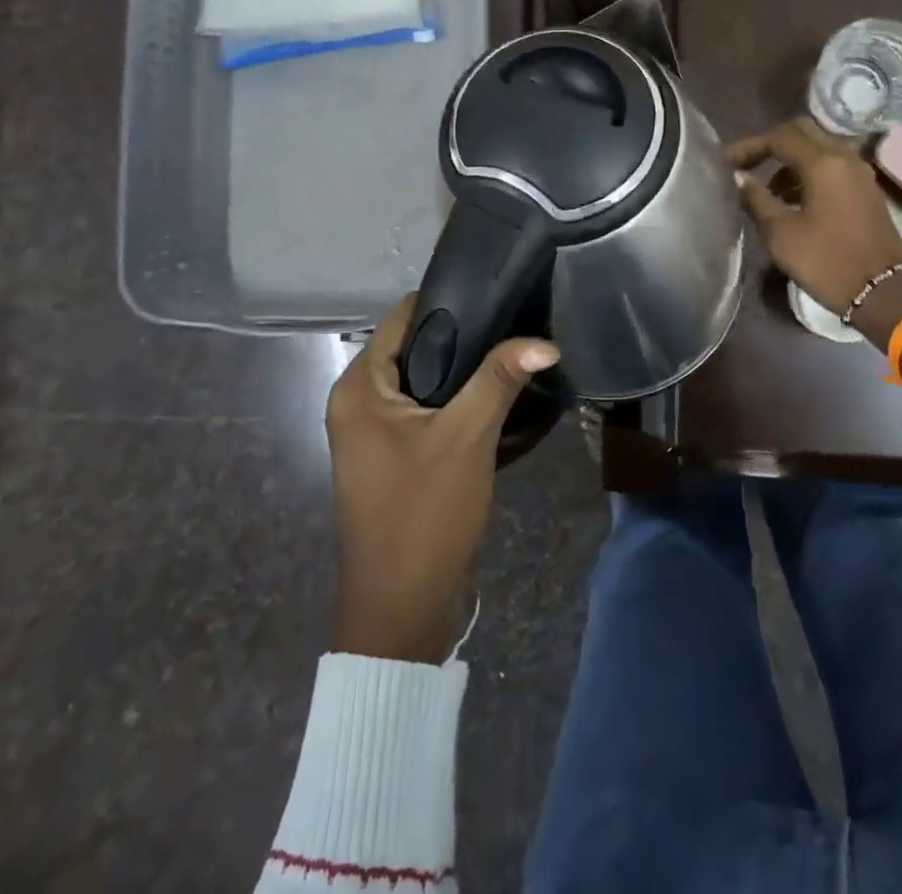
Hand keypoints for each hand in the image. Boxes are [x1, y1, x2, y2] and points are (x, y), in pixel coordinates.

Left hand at [325, 295, 559, 662]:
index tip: (497, 293)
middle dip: (462, 336)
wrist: (401, 608)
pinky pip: (423, 408)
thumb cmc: (424, 514)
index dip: (448, 301)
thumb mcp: (466, 438)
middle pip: (413, 346)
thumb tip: (545, 341)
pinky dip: (453, 399)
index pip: (403, 318)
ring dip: (462, 369)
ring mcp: (371, 430)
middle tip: (514, 322)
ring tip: (511, 350)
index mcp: (358, 387)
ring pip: (422, 379)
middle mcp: (356, 400)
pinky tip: (494, 394)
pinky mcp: (390, 454)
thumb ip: (500, 379)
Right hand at [727, 118, 901, 315]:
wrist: (882, 293)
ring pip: (820, 148)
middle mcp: (845, 158)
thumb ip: (756, 198)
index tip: (725, 163)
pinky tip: (794, 200)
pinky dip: (809, 172)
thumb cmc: (826, 262)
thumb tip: (738, 177)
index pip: (779, 137)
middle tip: (747, 165)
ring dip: (791, 160)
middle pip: (803, 132)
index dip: (749, 146)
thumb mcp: (781, 233)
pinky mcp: (867, 190)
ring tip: (767, 189)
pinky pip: (833, 166)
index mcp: (823, 163)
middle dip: (771, 144)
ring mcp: (860, 173)